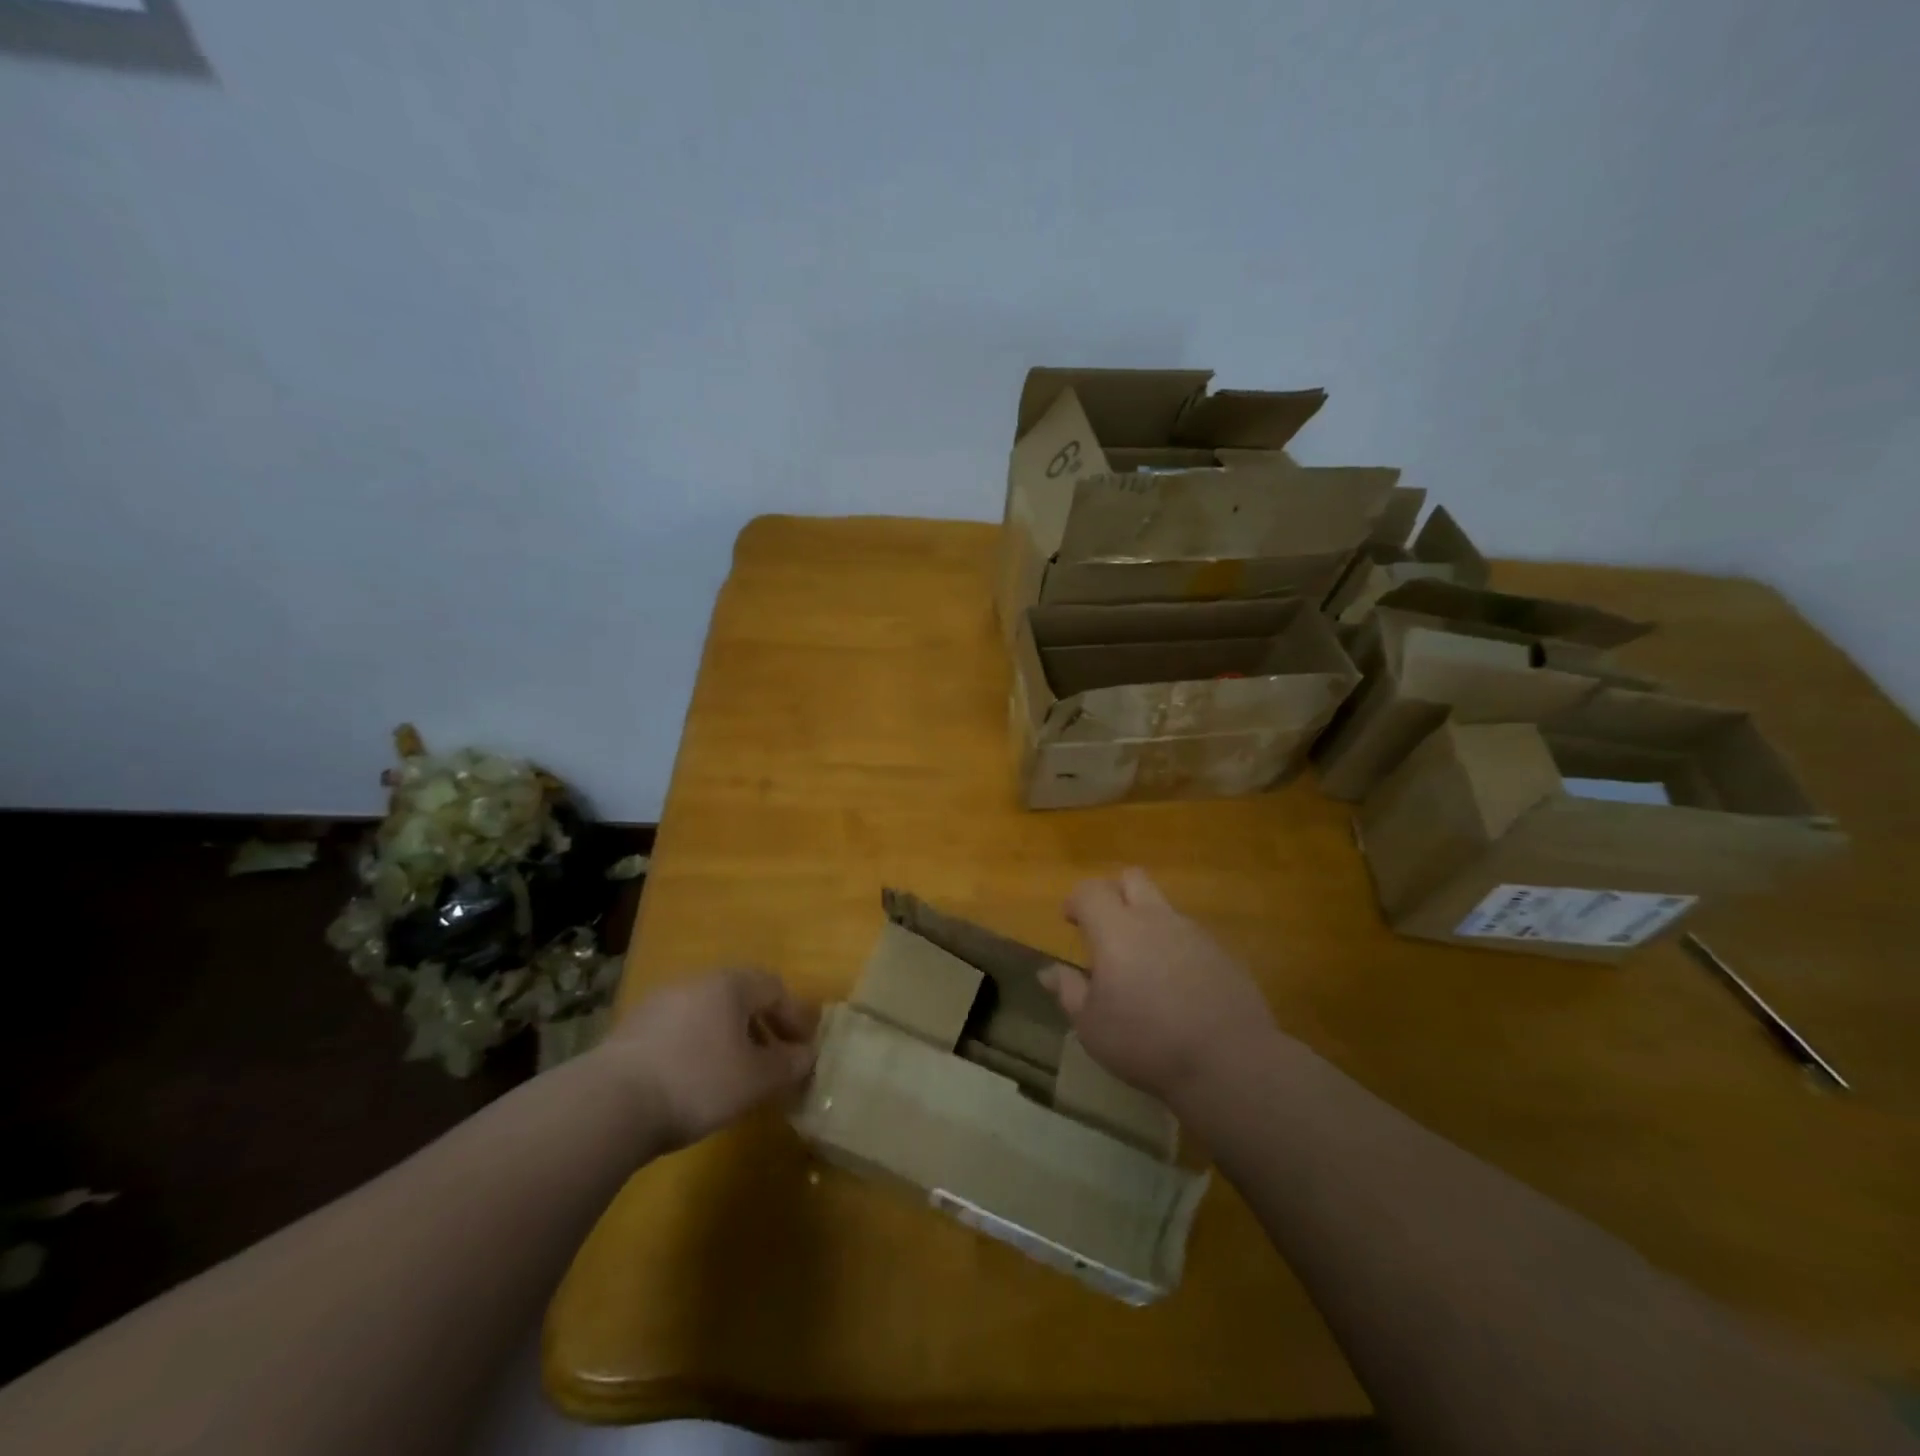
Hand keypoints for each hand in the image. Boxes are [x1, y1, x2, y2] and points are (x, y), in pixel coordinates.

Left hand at [593, 967, 819, 1150]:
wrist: (609, 1104)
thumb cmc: (698, 1081)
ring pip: (708, 1013)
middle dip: (762, 1026)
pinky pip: (680, 1030)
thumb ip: (788, 1065)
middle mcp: (695, 982)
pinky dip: (698, 1048)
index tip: (804, 1048)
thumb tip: (808, 1055)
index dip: (794, 1017)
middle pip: (740, 997)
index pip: (774, 988)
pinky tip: (695, 1080)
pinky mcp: (631, 1031)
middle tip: (774, 1059)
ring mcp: (658, 1003)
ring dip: (729, 1038)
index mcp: (730, 984)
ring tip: (735, 1074)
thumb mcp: (756, 1079)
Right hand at [1041, 868, 1276, 1103]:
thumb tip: (1049, 971)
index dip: (1076, 901)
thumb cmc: (1145, 1042)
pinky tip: (1178, 987)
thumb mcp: (1091, 1026)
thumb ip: (1069, 991)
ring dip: (1147, 923)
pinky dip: (1176, 949)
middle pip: (1132, 878)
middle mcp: (1155, 919)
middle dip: (1115, 893)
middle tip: (1106, 928)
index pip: (1090, 891)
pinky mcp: (1223, 953)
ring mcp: (1194, 933)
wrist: (1229, 1061)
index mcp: (1116, 930)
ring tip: (1143, 966)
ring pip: (1164, 908)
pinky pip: (1190, 936)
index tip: (1071, 922)